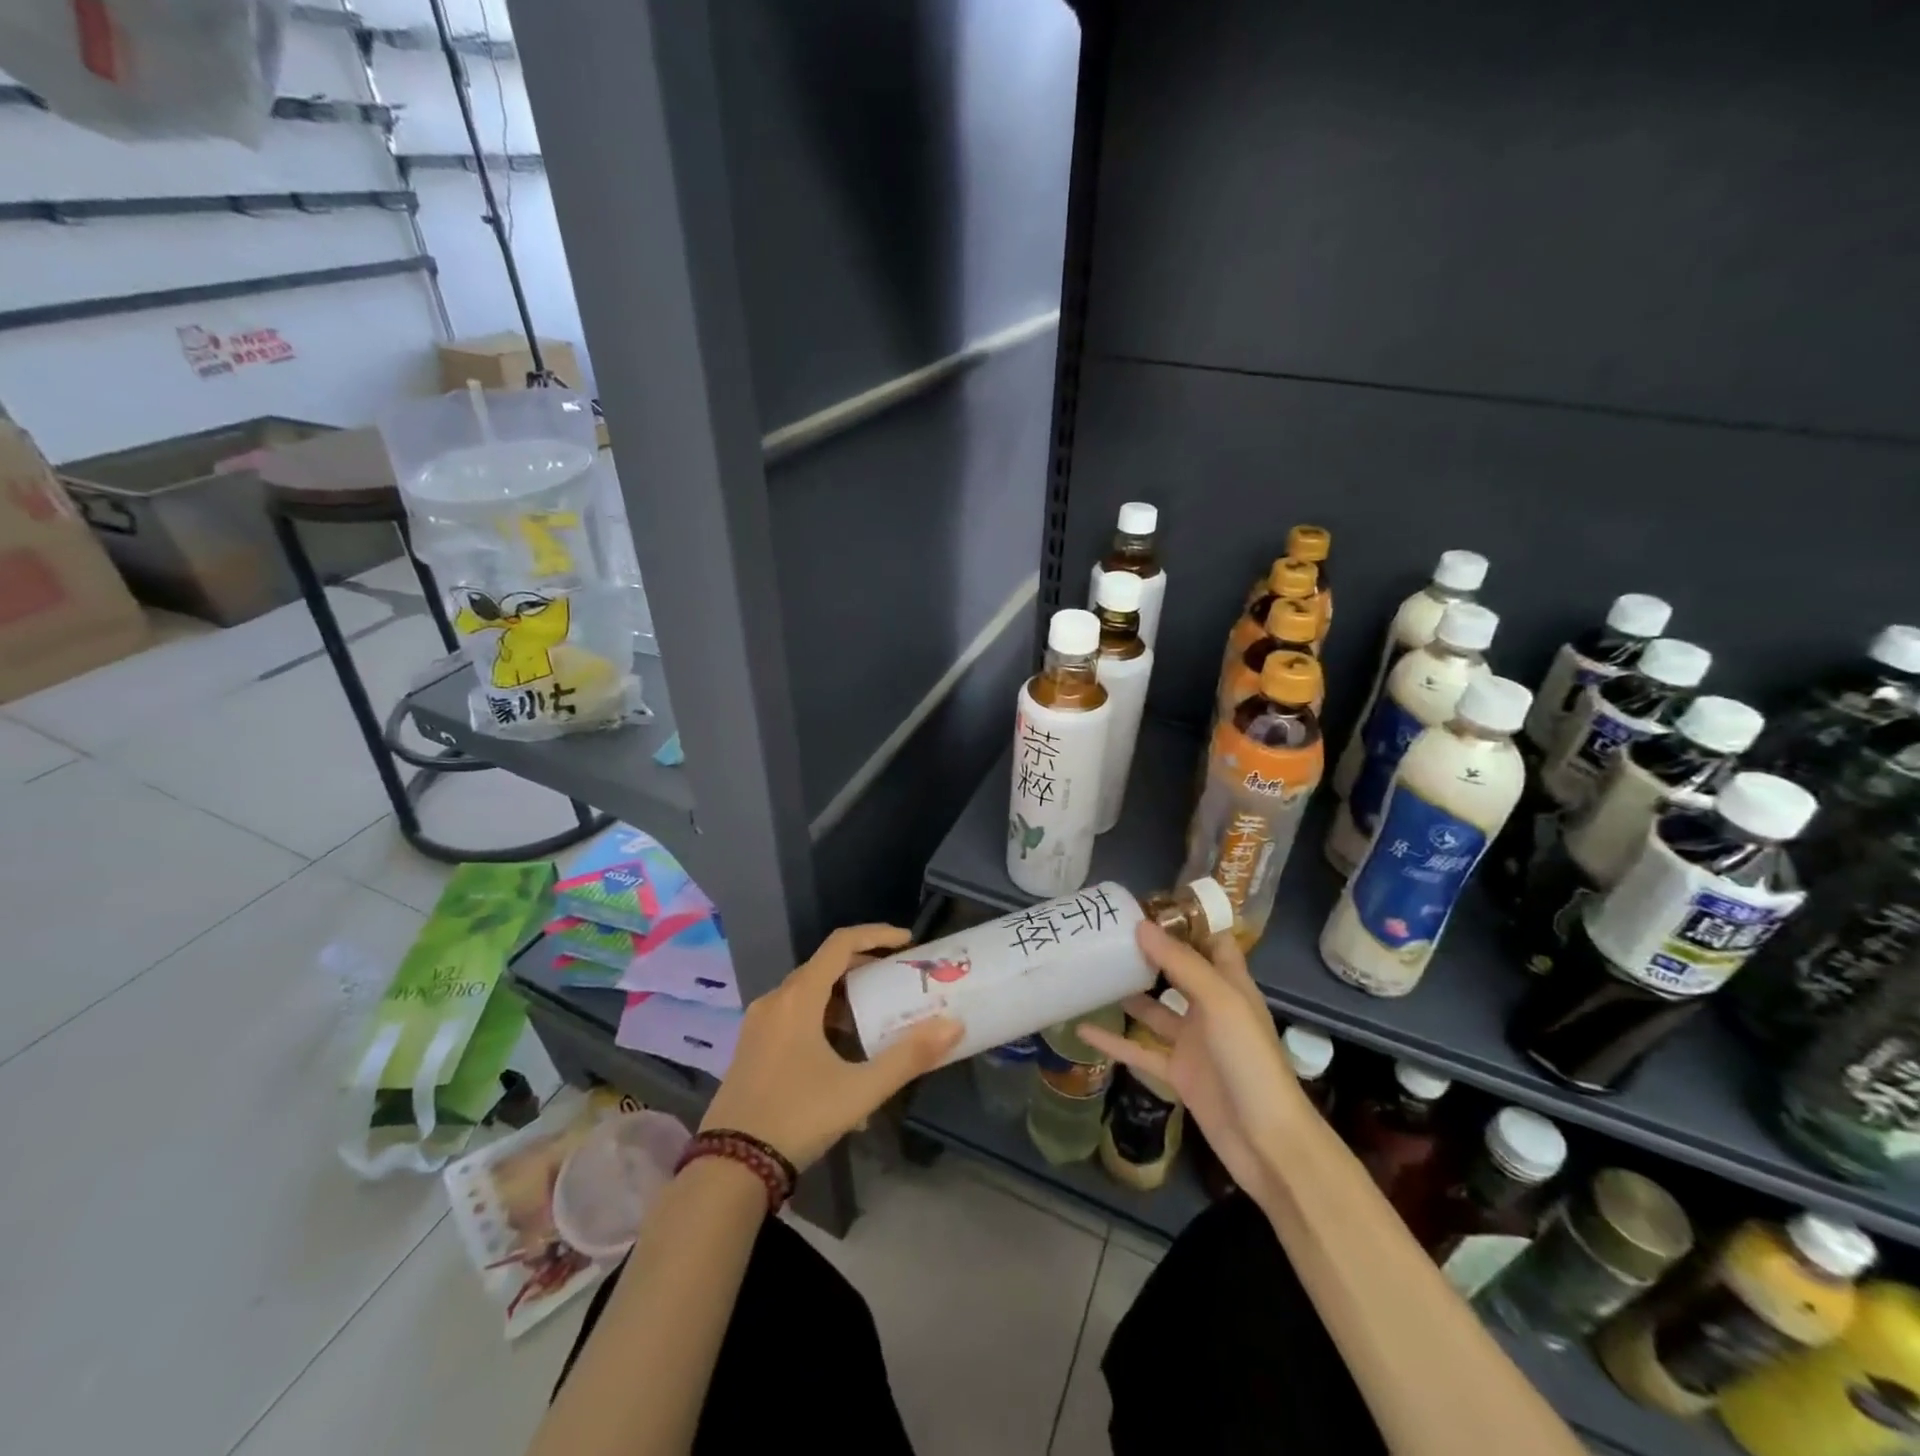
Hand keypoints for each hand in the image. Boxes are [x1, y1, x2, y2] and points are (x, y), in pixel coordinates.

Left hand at [701, 924, 961, 1170]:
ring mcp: (758, 1026)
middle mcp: (775, 1001)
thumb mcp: (859, 1089)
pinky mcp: (751, 1048)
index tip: (907, 942)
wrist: (729, 1168)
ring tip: (874, 1021)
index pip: (840, 944)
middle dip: (863, 968)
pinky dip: (822, 1019)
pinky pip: (793, 1017)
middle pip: (824, 966)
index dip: (876, 935)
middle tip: (896, 979)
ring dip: (843, 998)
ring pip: (807, 994)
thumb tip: (953, 1026)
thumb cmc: (797, 1117)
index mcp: (798, 998)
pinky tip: (842, 1056)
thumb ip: (908, 1057)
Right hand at [1078, 922, 1309, 1201]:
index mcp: (1230, 985)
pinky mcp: (1178, 1073)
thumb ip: (1181, 964)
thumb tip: (1140, 925)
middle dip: (1148, 953)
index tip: (1146, 905)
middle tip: (1108, 933)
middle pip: (1177, 972)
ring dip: (1128, 993)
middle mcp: (1211, 1009)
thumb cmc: (1250, 1062)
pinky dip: (1113, 1042)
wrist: (1267, 1142)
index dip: (1184, 922)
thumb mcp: (1220, 1003)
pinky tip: (1083, 1030)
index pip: (1211, 941)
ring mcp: (1193, 1043)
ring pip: (1154, 1010)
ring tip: (1093, 972)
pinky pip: (1140, 1051)